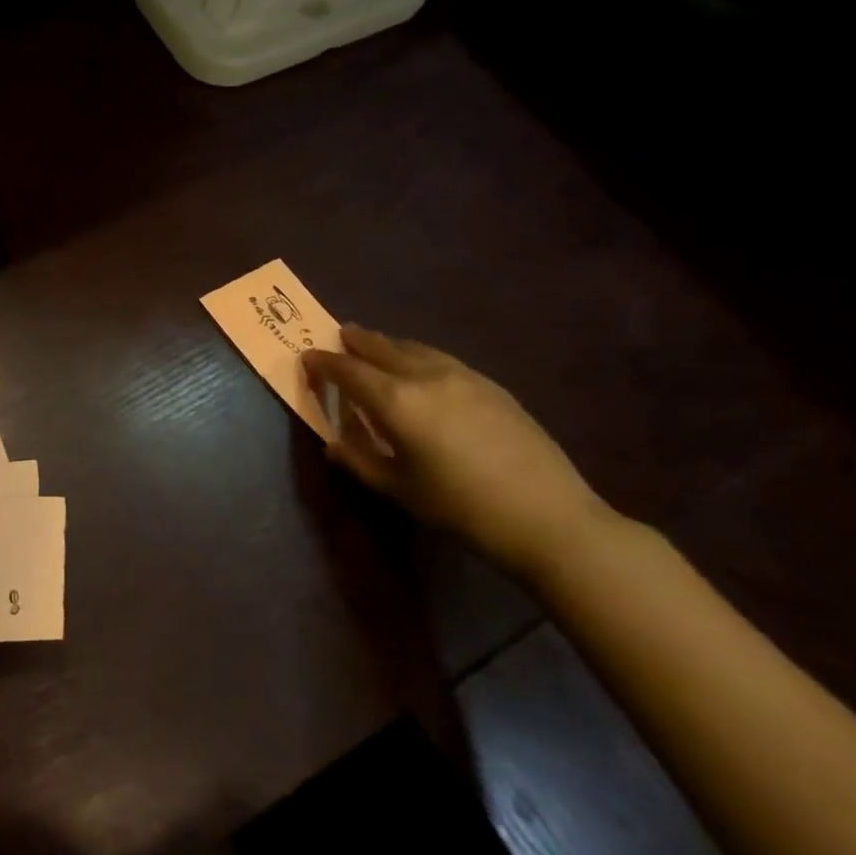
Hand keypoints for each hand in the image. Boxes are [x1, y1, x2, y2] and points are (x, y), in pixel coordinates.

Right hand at [302, 326, 611, 578]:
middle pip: (380, 346)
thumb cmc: (460, 507)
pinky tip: (420, 370)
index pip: (347, 370)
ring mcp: (461, 376)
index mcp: (395, 400)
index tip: (307, 357)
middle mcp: (424, 376)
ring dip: (387, 345)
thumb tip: (333, 443)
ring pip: (413, 348)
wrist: (548, 517)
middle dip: (354, 341)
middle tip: (338, 337)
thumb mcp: (398, 489)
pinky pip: (440, 359)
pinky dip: (417, 356)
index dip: (323, 362)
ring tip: (375, 347)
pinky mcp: (490, 385)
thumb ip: (359, 460)